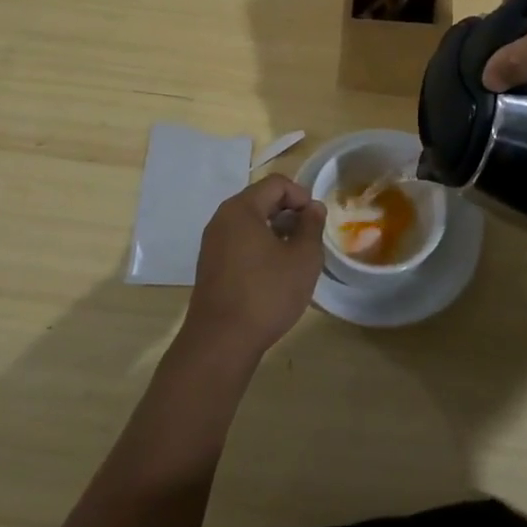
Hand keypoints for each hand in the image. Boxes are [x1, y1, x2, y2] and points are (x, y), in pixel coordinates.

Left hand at [183, 175, 325, 361]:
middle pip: (261, 200)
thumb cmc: (266, 294)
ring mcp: (212, 243)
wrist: (220, 343)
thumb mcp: (303, 258)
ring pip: (251, 223)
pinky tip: (274, 274)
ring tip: (295, 257)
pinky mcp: (210, 266)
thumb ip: (312, 226)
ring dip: (276, 232)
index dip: (301, 195)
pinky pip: (239, 242)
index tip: (316, 221)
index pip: (277, 183)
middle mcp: (222, 219)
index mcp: (241, 209)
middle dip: (289, 214)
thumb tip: (313, 208)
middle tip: (309, 238)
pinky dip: (259, 248)